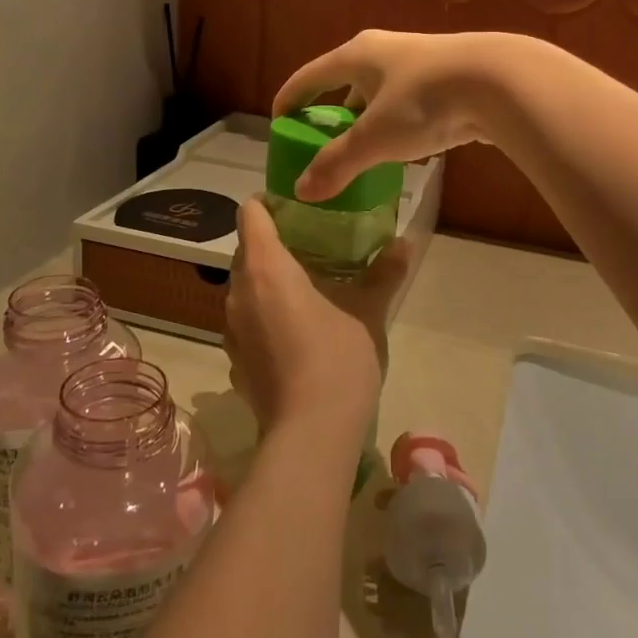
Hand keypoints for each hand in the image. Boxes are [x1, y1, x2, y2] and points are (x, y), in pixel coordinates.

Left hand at [225, 198, 413, 435]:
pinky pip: (246, 321)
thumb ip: (384, 272)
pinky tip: (295, 330)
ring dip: (268, 281)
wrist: (311, 435)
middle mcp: (238, 292)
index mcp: (265, 268)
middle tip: (313, 244)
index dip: (269, 203)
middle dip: (274, 243)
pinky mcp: (235, 360)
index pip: (250, 214)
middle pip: (247, 250)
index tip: (298, 207)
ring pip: (244, 287)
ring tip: (307, 286)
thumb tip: (405, 243)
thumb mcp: (368, 311)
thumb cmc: (338, 358)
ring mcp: (231, 329)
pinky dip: (265, 314)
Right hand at [274, 30, 530, 201]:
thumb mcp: (374, 137)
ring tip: (360, 148)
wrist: (500, 82)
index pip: (310, 75)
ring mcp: (419, 62)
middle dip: (331, 110)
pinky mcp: (447, 78)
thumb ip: (337, 163)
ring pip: (380, 93)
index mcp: (357, 56)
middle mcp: (384, 52)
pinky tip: (402, 145)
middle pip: (345, 81)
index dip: (290, 98)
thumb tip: (302, 191)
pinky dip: (395, 122)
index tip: (278, 122)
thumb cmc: (424, 101)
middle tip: (320, 140)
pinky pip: (408, 102)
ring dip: (366, 118)